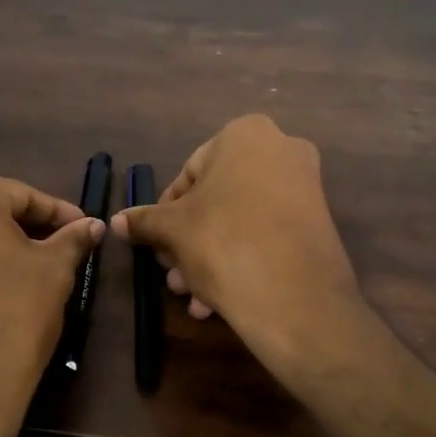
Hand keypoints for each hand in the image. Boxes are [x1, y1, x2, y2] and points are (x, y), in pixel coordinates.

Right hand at [111, 115, 361, 366]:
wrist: (296, 298)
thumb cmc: (224, 242)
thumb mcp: (173, 230)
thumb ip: (144, 221)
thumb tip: (117, 220)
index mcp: (245, 134)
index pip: (188, 173)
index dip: (165, 214)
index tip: (156, 245)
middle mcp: (281, 150)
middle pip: (216, 200)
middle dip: (188, 242)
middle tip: (172, 276)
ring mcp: (305, 187)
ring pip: (239, 222)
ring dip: (208, 259)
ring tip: (192, 298)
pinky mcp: (318, 224)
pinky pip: (266, 236)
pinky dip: (241, 261)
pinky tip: (216, 302)